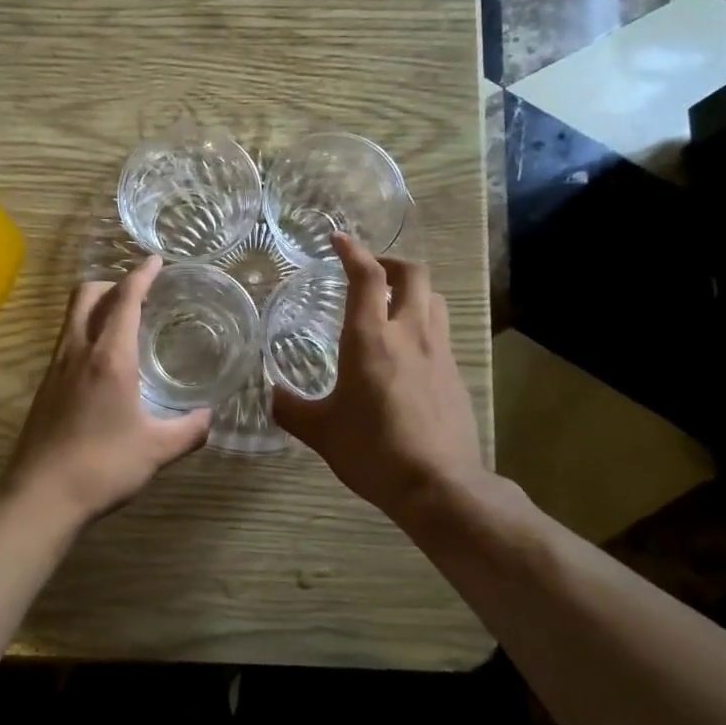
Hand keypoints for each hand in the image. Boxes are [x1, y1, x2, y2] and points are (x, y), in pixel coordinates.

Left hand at [1, 256, 211, 526]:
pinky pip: (66, 341)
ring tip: (123, 322)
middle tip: (139, 293)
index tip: (155, 260)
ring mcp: (55, 368)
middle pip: (87, 295)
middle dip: (113, 283)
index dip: (141, 275)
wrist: (40, 496)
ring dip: (96, 306)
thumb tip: (209, 418)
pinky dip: (86, 332)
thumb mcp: (157, 450)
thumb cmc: (103, 466)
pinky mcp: (44, 387)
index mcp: (109, 357)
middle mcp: (77, 351)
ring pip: (72, 317)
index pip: (125, 300)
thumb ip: (189, 430)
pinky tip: (102, 362)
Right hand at [272, 234, 485, 523]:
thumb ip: (290, 408)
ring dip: (412, 289)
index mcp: (371, 339)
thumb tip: (270, 394)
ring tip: (391, 303)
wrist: (438, 485)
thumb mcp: (320, 432)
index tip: (338, 239)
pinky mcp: (455, 374)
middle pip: (412, 274)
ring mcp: (438, 352)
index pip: (366, 277)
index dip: (352, 251)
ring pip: (433, 298)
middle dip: (390, 262)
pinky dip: (423, 323)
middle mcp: (409, 334)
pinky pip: (440, 331)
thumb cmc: (372, 451)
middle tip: (370, 271)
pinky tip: (407, 350)